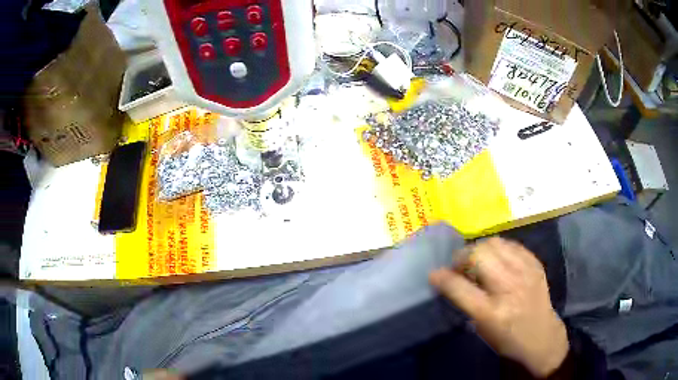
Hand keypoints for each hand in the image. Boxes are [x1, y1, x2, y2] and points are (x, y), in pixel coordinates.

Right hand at [429, 238, 568, 377]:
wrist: (542, 336)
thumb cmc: (507, 339)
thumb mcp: (482, 328)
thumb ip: (467, 301)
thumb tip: (451, 278)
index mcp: (491, 312)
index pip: (459, 287)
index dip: (442, 277)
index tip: (434, 274)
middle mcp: (509, 288)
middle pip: (479, 255)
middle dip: (462, 256)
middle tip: (460, 266)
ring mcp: (525, 272)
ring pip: (495, 243)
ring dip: (480, 249)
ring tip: (479, 260)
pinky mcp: (535, 264)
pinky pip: (511, 244)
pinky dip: (499, 249)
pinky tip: (498, 259)